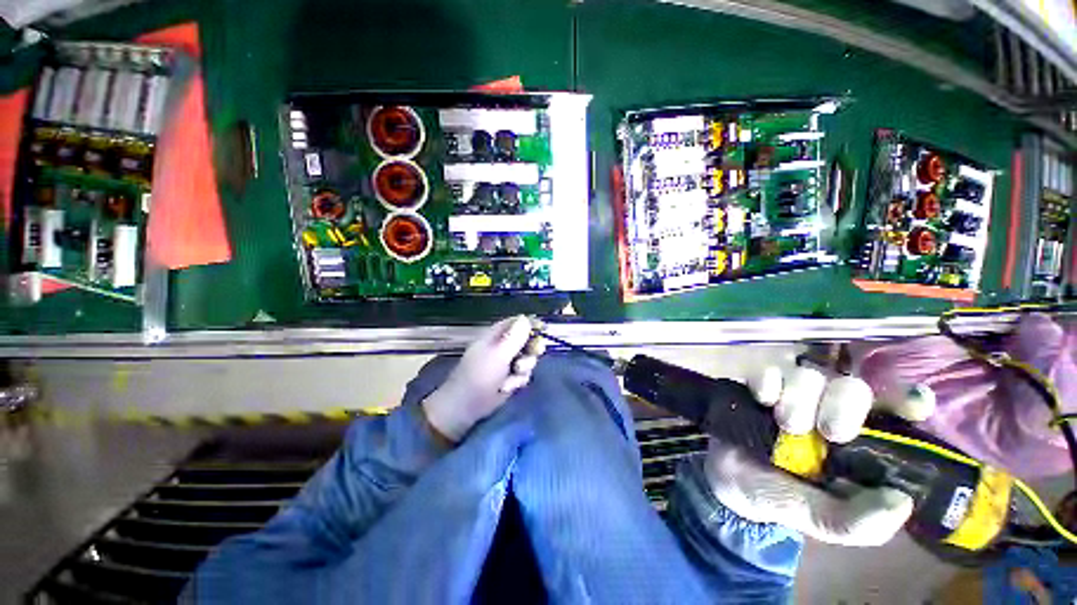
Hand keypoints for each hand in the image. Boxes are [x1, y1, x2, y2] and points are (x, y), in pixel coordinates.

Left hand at [421, 315, 545, 442]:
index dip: (531, 323)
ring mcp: (507, 363)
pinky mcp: (510, 378)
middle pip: (528, 340)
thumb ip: (514, 337)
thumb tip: (526, 319)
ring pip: (528, 359)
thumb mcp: (498, 354)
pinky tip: (507, 387)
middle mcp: (503, 346)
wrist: (466, 407)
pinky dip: (518, 381)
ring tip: (513, 374)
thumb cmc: (479, 376)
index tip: (544, 328)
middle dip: (531, 349)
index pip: (517, 322)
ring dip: (524, 367)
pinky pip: (524, 374)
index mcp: (496, 335)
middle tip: (533, 353)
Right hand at [705, 365, 935, 545]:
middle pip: (851, 386)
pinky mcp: (760, 387)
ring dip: (800, 398)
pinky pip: (769, 371)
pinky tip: (762, 400)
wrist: (723, 479)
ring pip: (809, 374)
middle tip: (830, 433)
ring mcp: (793, 396)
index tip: (914, 404)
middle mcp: (829, 413)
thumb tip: (901, 501)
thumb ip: (854, 521)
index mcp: (856, 444)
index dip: (907, 400)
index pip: (893, 414)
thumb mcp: (816, 520)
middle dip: (843, 404)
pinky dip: (768, 382)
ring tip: (785, 424)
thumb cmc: (777, 499)